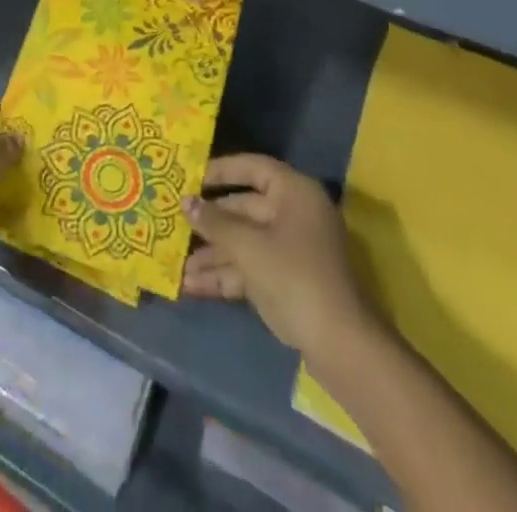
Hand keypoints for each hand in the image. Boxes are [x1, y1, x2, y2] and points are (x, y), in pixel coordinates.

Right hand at [182, 155, 375, 351]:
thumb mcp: (248, 247)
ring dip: (212, 254)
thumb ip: (215, 222)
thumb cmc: (295, 278)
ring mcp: (293, 250)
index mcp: (294, 193)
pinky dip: (225, 276)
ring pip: (244, 242)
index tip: (189, 177)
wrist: (343, 349)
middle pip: (244, 208)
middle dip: (209, 223)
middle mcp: (294, 215)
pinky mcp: (289, 282)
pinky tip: (192, 286)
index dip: (220, 171)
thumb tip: (185, 202)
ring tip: (176, 264)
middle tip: (173, 223)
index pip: (252, 168)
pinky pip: (251, 269)